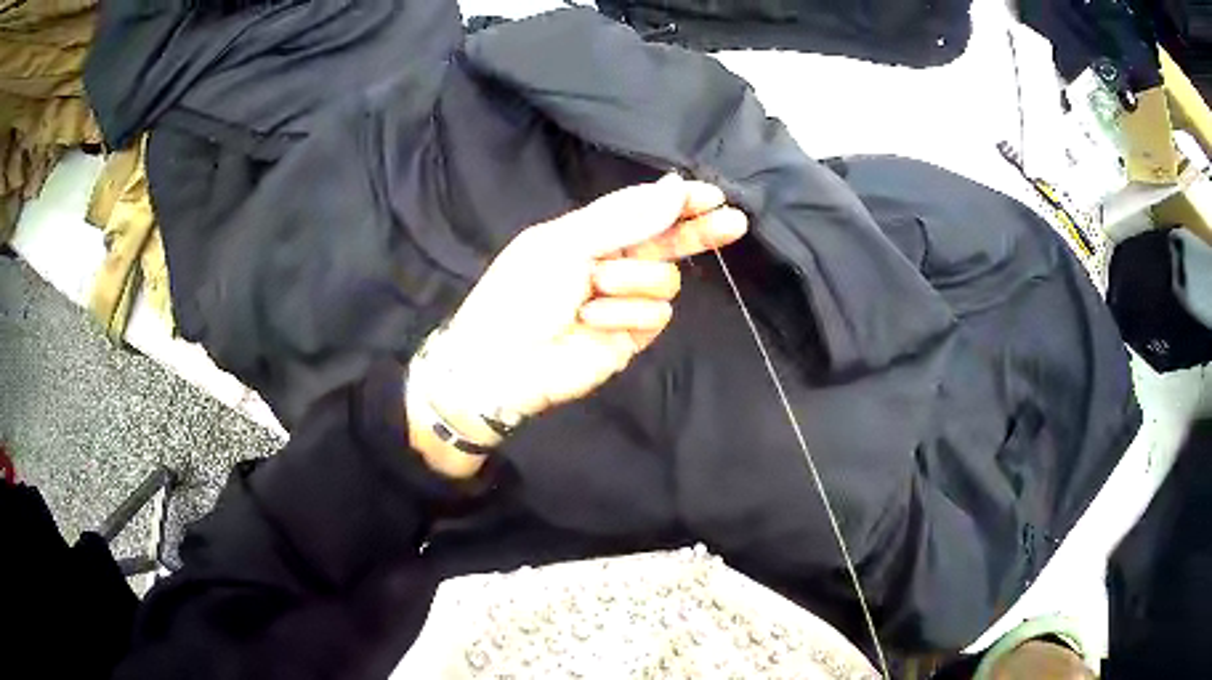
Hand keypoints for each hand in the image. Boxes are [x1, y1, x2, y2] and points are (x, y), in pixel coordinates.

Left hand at [407, 173, 747, 477]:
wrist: (502, 362)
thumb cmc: (521, 292)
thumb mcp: (566, 242)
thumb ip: (625, 218)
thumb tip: (674, 186)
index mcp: (593, 233)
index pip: (646, 210)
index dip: (679, 202)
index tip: (711, 195)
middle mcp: (615, 262)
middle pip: (670, 242)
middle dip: (699, 231)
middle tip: (734, 221)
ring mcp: (626, 301)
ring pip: (665, 279)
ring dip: (632, 280)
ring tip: (593, 291)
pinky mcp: (632, 336)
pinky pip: (656, 314)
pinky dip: (627, 314)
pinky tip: (594, 320)